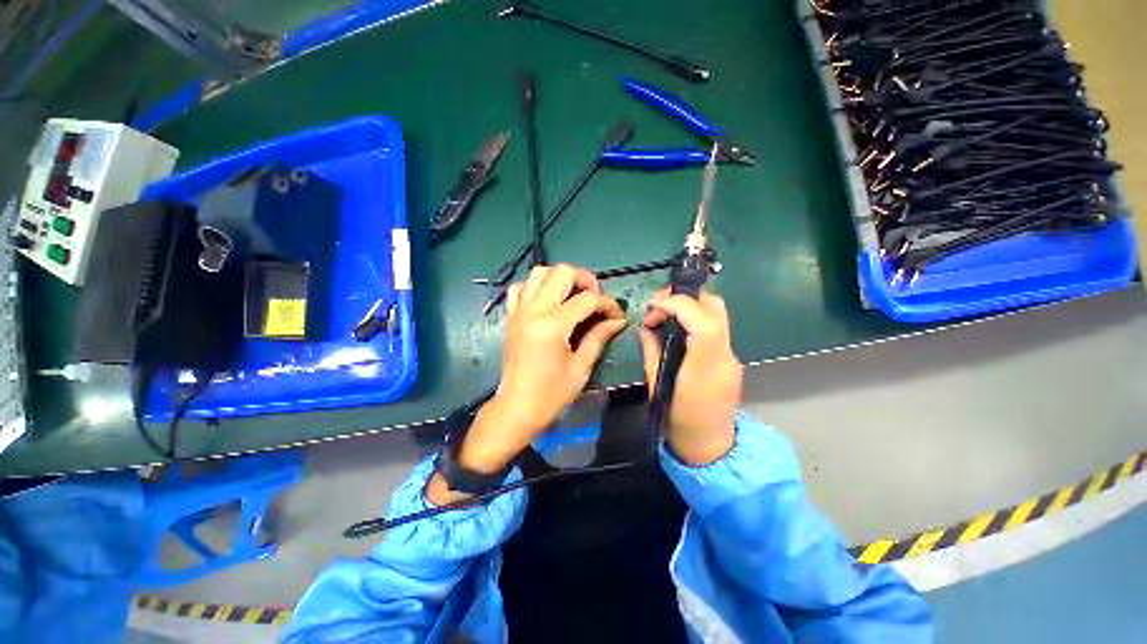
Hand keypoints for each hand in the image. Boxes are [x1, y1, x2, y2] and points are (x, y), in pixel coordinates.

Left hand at [427, 264, 626, 504]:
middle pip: (562, 271)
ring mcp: (519, 310)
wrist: (516, 408)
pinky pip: (521, 287)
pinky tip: (547, 300)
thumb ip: (599, 337)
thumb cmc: (550, 394)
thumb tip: (618, 320)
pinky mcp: (511, 316)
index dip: (608, 303)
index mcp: (552, 325)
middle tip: (595, 298)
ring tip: (573, 295)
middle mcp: (533, 310)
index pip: (587, 299)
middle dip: (586, 279)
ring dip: (561, 278)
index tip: (617, 315)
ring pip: (540, 272)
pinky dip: (536, 286)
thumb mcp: (580, 368)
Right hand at [639, 289, 742, 465]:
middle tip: (658, 307)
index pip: (702, 320)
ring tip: (664, 316)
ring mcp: (732, 356)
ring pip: (716, 313)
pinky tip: (677, 331)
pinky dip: (695, 319)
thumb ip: (651, 351)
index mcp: (705, 366)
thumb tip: (646, 327)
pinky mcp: (730, 358)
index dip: (677, 303)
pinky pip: (714, 327)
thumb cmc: (678, 421)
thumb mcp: (656, 386)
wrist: (711, 446)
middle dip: (684, 297)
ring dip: (689, 306)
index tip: (653, 306)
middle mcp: (725, 355)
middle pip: (715, 306)